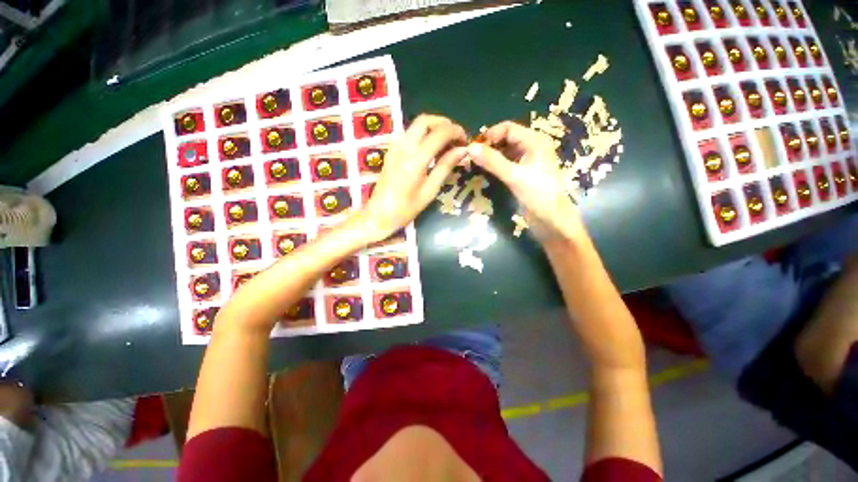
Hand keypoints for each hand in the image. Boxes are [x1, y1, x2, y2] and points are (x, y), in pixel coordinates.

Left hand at [359, 115, 467, 241]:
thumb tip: (462, 150)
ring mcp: (395, 147)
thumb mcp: (430, 190)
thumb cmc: (407, 208)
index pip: (439, 133)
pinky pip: (409, 133)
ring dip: (433, 127)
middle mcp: (403, 147)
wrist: (379, 214)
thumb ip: (445, 167)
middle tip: (455, 137)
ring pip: (416, 125)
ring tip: (446, 142)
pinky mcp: (391, 150)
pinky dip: (423, 133)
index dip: (456, 132)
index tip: (465, 140)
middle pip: (425, 120)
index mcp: (415, 160)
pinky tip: (430, 148)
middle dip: (444, 123)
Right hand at [468, 121, 586, 242]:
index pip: (508, 128)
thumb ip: (492, 161)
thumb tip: (470, 148)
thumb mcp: (514, 176)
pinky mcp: (523, 173)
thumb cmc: (538, 195)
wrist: (552, 220)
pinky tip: (485, 171)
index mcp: (535, 141)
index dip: (490, 135)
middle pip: (506, 138)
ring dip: (491, 156)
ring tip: (475, 164)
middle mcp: (532, 147)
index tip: (473, 148)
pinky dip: (495, 165)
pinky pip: (506, 163)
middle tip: (471, 157)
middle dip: (489, 145)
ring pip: (505, 151)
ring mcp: (527, 161)